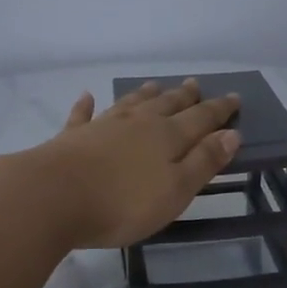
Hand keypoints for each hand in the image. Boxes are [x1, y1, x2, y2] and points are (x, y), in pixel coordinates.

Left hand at [28, 79, 241, 248]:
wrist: (52, 197)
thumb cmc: (122, 203)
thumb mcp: (175, 190)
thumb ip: (203, 161)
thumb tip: (231, 134)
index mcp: (167, 137)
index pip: (201, 118)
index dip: (219, 110)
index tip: (234, 97)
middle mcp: (137, 124)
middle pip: (166, 105)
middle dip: (184, 96)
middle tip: (195, 84)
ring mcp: (102, 127)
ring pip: (130, 104)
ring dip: (144, 94)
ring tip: (155, 85)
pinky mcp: (71, 138)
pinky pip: (83, 116)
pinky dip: (87, 106)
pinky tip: (87, 96)